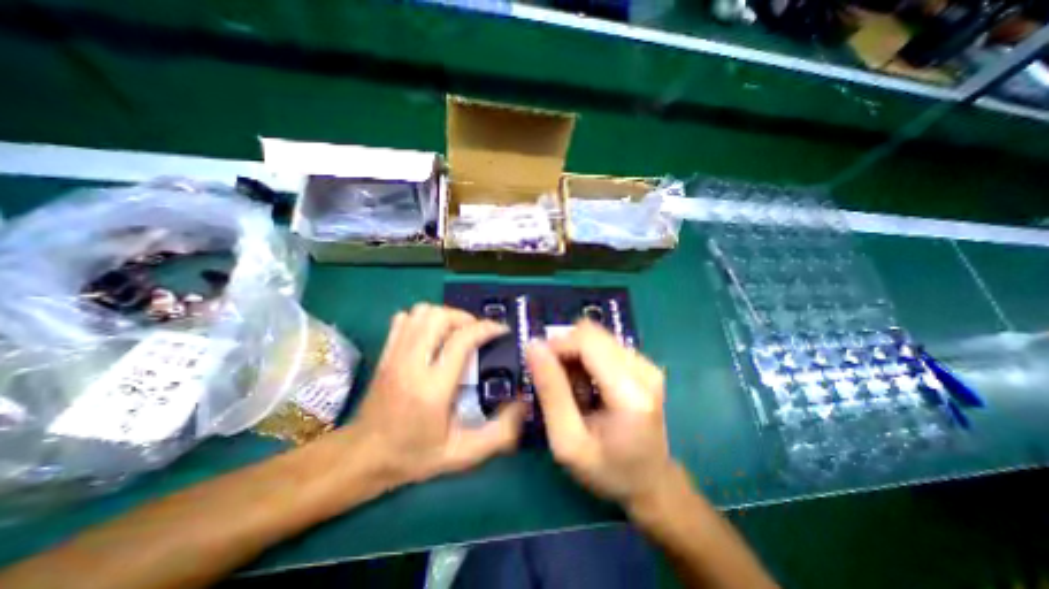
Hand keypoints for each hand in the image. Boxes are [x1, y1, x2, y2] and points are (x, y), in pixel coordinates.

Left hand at [351, 303, 528, 487]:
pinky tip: (432, 334)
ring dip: (445, 316)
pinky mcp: (385, 352)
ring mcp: (394, 355)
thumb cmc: (413, 455)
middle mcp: (411, 364)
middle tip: (477, 332)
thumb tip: (523, 404)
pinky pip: (404, 318)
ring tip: (457, 331)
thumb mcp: (462, 454)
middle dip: (465, 318)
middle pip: (439, 317)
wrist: (362, 457)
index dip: (486, 328)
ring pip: (421, 312)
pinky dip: (422, 318)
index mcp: (432, 389)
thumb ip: (499, 433)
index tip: (501, 330)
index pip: (461, 340)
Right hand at [525, 319, 680, 508]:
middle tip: (554, 380)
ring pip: (596, 336)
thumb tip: (533, 346)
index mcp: (630, 393)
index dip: (557, 345)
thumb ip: (550, 391)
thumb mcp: (568, 441)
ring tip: (572, 387)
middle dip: (565, 350)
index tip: (538, 366)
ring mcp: (646, 363)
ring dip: (575, 355)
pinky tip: (586, 384)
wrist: (652, 483)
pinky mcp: (643, 363)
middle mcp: (644, 369)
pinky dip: (587, 358)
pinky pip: (604, 345)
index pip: (587, 341)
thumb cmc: (608, 470)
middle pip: (592, 333)